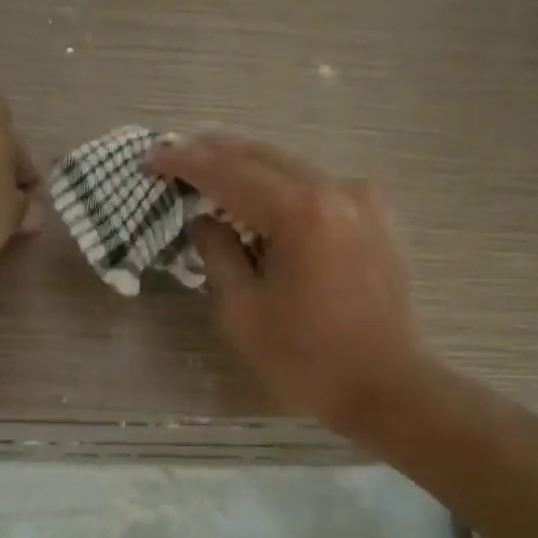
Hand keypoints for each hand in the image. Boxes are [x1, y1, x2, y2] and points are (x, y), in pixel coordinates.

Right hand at [146, 134, 426, 429]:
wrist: (387, 386)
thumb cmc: (308, 358)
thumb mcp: (244, 311)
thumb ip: (218, 254)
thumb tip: (204, 221)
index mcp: (300, 211)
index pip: (229, 173)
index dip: (185, 163)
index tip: (151, 159)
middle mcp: (335, 189)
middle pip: (262, 157)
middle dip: (214, 152)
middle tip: (174, 153)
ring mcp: (362, 199)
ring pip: (291, 166)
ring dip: (247, 166)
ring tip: (208, 168)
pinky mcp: (375, 217)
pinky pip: (317, 186)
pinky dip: (281, 185)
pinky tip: (260, 195)